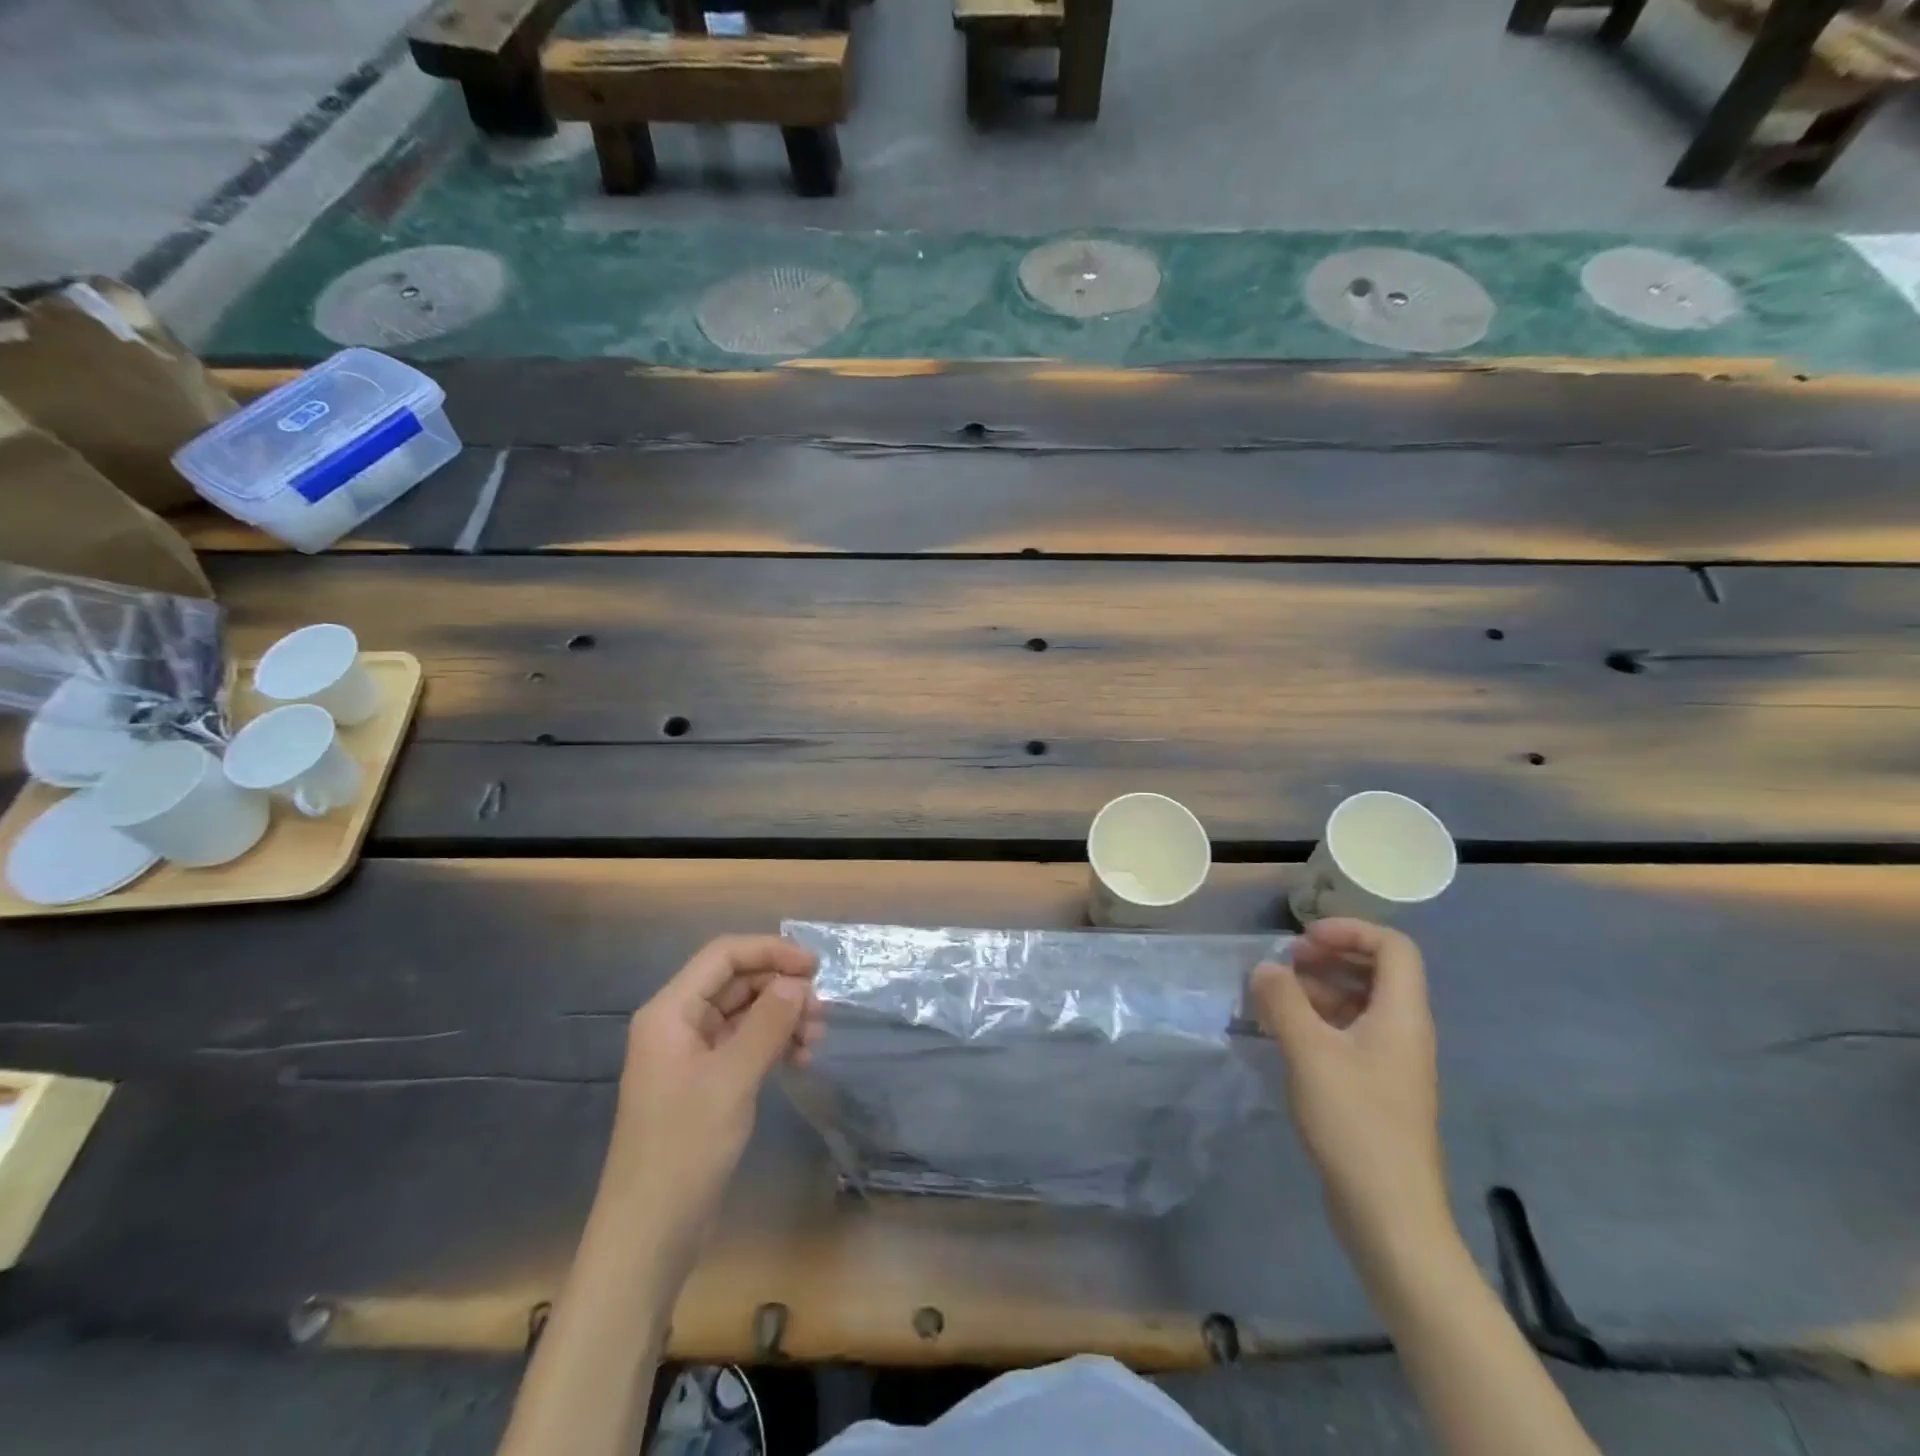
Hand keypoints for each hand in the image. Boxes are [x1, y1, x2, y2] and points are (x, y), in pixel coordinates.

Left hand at [601, 936, 822, 1255]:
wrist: (649, 1234)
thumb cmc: (684, 1148)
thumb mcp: (732, 1080)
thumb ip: (767, 1024)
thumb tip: (797, 983)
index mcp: (670, 1013)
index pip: (723, 956)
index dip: (770, 952)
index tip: (814, 967)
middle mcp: (678, 1024)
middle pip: (735, 983)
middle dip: (780, 987)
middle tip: (822, 1010)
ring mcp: (690, 1055)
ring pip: (743, 1013)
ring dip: (781, 1017)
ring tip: (816, 1038)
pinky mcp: (704, 1083)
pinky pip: (743, 1044)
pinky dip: (772, 1044)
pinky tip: (799, 1059)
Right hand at [1250, 919, 1447, 1259]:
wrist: (1390, 1215)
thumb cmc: (1355, 1123)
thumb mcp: (1309, 1052)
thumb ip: (1283, 1000)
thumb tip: (1266, 968)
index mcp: (1402, 1015)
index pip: (1393, 946)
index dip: (1349, 930)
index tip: (1303, 941)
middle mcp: (1404, 1031)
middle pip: (1375, 971)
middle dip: (1327, 957)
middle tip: (1283, 966)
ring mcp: (1392, 1062)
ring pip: (1359, 1003)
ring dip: (1317, 990)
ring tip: (1271, 999)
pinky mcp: (1376, 1088)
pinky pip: (1349, 1034)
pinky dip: (1317, 1022)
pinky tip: (1282, 1035)